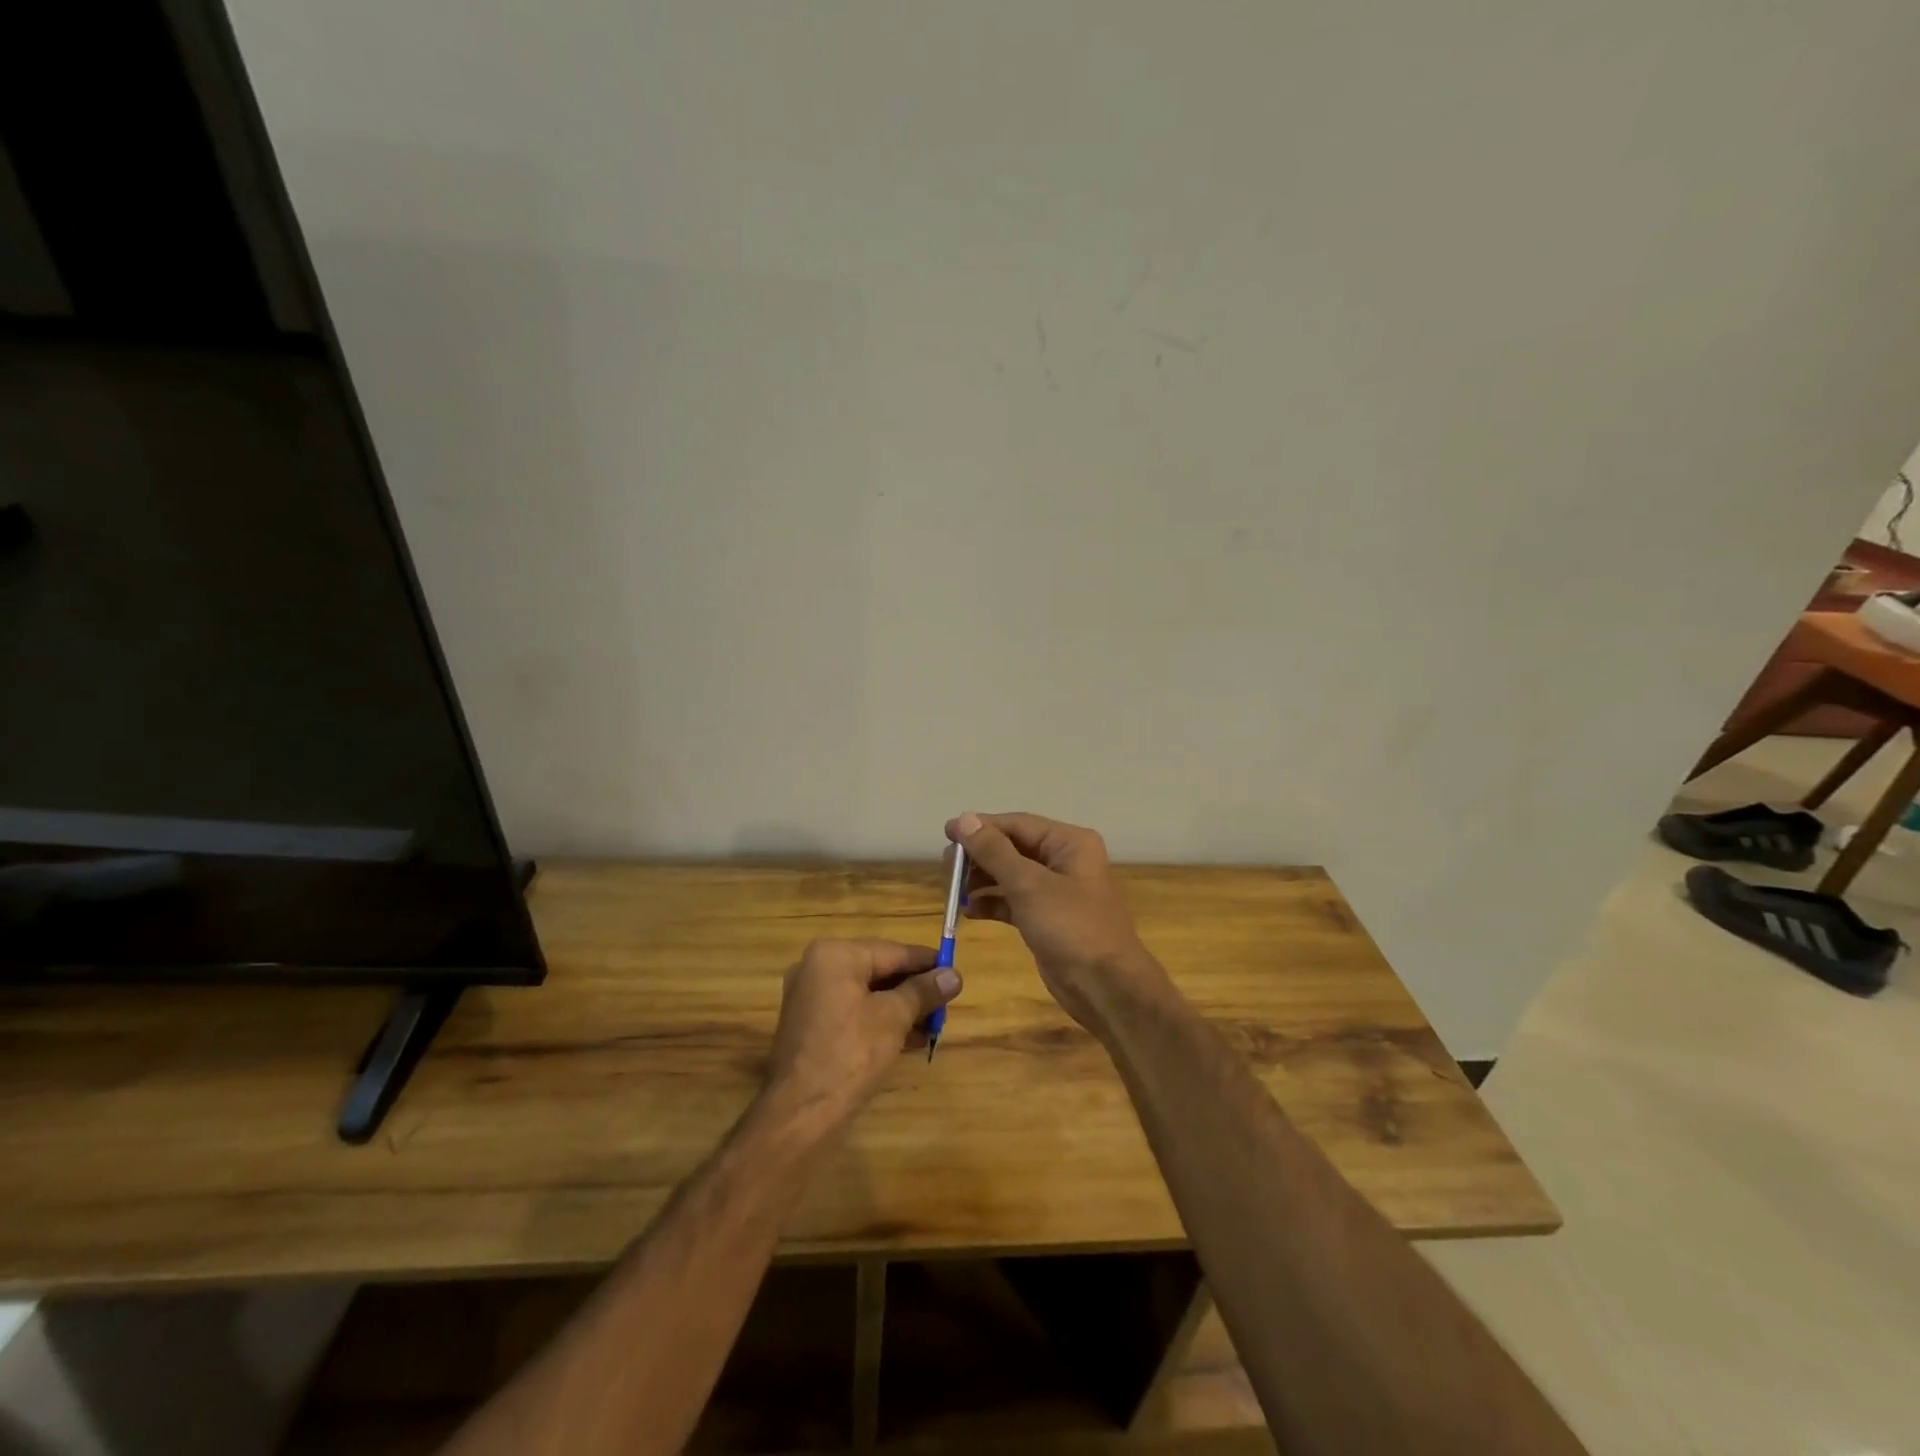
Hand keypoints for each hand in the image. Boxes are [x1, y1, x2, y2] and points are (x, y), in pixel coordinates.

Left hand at [763, 939, 960, 1127]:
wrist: (801, 1113)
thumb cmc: (850, 1054)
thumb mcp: (894, 1018)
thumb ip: (924, 991)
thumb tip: (954, 976)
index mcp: (835, 955)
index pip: (893, 951)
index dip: (927, 962)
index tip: (955, 972)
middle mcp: (817, 967)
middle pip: (879, 970)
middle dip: (914, 989)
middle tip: (946, 1004)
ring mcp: (810, 997)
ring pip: (867, 993)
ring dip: (901, 1008)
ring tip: (933, 1027)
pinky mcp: (810, 1025)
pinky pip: (853, 1011)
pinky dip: (879, 1021)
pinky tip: (909, 1040)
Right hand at [945, 811, 1168, 1033]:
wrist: (1105, 987)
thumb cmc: (1071, 927)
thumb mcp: (1029, 885)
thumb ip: (994, 851)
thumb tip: (963, 819)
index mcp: (1069, 843)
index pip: (1017, 824)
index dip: (981, 827)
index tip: (946, 833)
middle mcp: (1064, 861)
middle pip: (1013, 848)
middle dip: (979, 855)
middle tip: (946, 866)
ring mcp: (1056, 892)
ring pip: (1011, 875)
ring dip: (982, 880)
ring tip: (952, 888)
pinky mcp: (1047, 919)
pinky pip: (1014, 901)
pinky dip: (992, 903)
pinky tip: (968, 911)